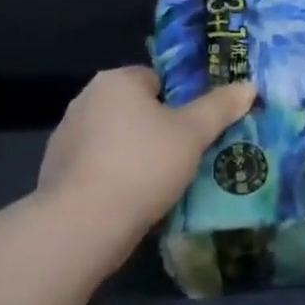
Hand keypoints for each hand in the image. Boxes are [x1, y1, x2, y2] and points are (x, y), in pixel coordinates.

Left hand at [37, 67, 254, 253]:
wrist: (82, 224)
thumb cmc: (143, 165)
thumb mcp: (192, 134)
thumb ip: (220, 107)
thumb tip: (249, 86)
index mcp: (116, 80)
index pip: (156, 80)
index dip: (178, 105)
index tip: (192, 133)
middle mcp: (86, 99)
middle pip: (134, 109)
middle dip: (156, 131)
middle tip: (182, 159)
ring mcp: (66, 136)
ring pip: (114, 139)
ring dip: (133, 155)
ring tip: (158, 186)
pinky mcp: (55, 171)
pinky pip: (95, 167)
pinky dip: (111, 178)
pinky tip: (128, 203)